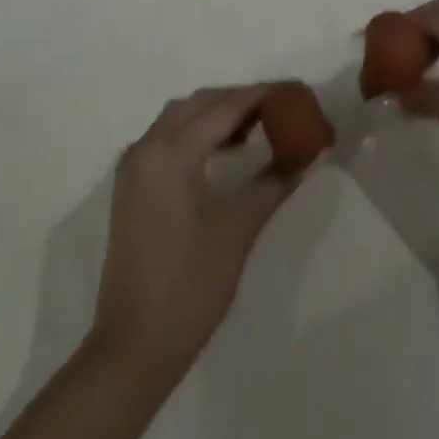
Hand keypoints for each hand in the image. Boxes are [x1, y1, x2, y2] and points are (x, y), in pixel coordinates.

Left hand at [90, 85, 308, 387]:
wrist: (133, 348)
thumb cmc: (190, 287)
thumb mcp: (238, 231)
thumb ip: (274, 184)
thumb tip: (308, 156)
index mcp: (172, 151)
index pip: (224, 107)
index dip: (261, 95)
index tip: (293, 91)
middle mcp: (147, 146)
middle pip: (199, 103)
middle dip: (238, 100)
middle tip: (277, 108)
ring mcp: (134, 165)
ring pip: (179, 116)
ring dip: (215, 114)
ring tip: (255, 127)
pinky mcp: (130, 184)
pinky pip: (166, 137)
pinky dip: (195, 131)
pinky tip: (221, 150)